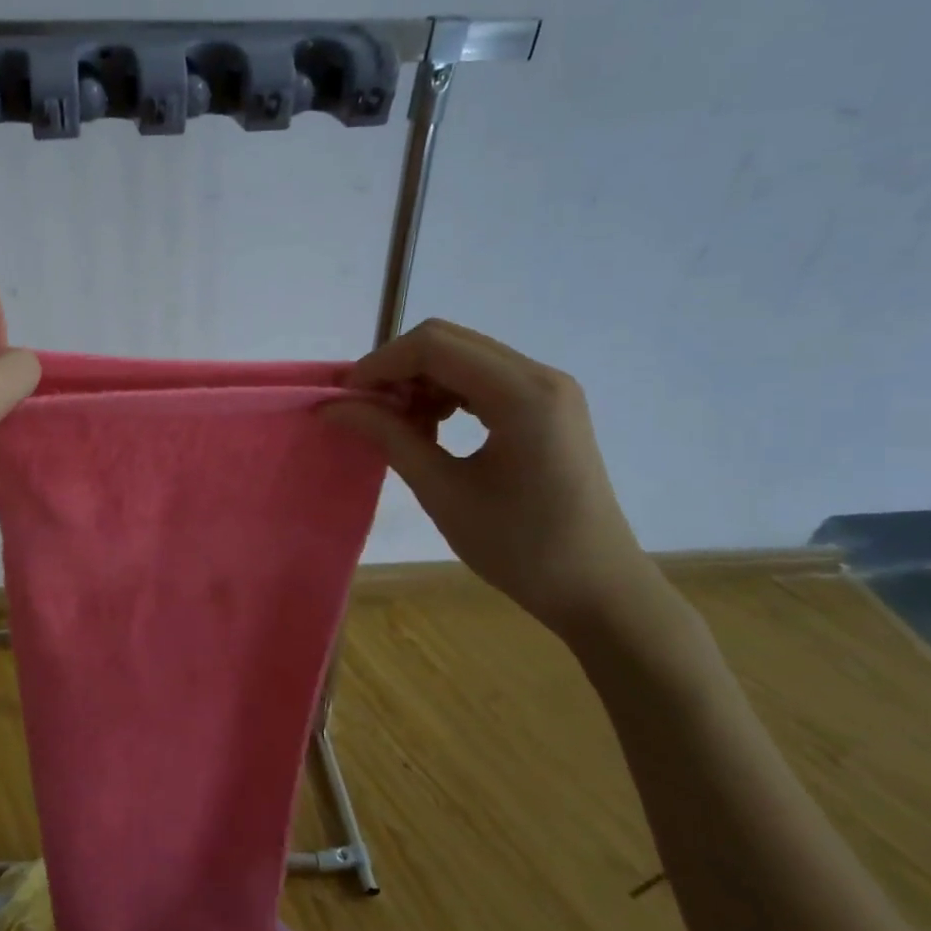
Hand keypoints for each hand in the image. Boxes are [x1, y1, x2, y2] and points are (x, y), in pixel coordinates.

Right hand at [324, 319, 661, 637]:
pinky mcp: (548, 406)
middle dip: (397, 369)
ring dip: (420, 381)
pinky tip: (432, 429)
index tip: (347, 399)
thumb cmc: (518, 547)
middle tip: (367, 411)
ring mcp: (548, 389)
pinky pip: (483, 378)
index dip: (380, 364)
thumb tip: (334, 406)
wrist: (596, 588)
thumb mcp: (441, 490)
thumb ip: (388, 436)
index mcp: (522, 394)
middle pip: (448, 342)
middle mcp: (540, 376)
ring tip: (399, 426)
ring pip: (463, 357)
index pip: (434, 345)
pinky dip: (446, 393)